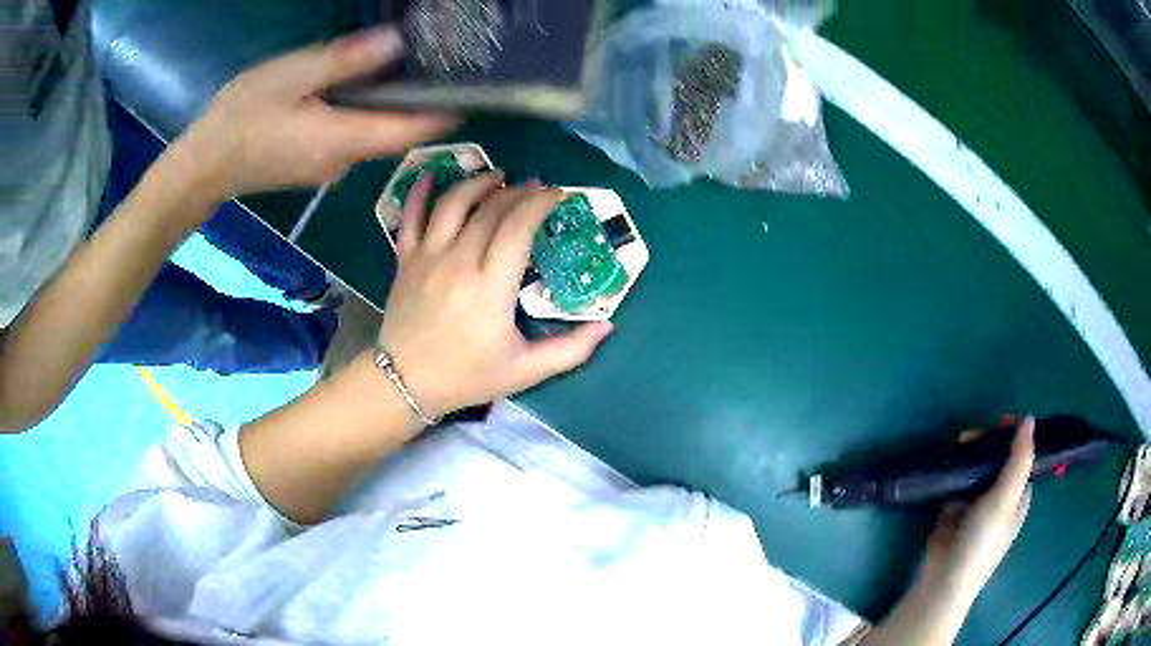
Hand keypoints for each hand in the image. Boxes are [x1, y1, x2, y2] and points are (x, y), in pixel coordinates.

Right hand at [174, 26, 456, 200]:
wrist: (204, 166)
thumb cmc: (243, 117)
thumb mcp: (293, 75)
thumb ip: (346, 61)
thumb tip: (397, 44)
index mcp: (344, 139)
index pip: (409, 130)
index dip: (442, 114)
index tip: (475, 97)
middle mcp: (344, 161)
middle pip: (394, 134)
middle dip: (419, 108)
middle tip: (442, 74)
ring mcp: (327, 169)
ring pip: (371, 137)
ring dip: (390, 112)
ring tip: (407, 77)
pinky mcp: (312, 166)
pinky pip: (349, 141)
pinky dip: (363, 119)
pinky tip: (360, 96)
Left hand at [377, 173, 614, 419]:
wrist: (405, 382)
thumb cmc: (467, 376)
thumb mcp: (525, 371)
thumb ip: (570, 350)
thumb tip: (609, 326)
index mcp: (490, 287)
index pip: (518, 227)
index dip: (540, 203)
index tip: (557, 194)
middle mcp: (458, 261)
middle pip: (491, 210)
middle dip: (518, 192)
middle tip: (535, 188)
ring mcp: (428, 257)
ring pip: (453, 203)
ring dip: (478, 183)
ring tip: (497, 176)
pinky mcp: (405, 259)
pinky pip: (410, 217)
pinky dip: (418, 193)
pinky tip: (430, 176)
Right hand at [921, 416, 1035, 603]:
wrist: (945, 576)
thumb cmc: (982, 540)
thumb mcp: (1006, 498)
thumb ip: (1019, 460)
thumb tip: (1029, 418)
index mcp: (1018, 495)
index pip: (1022, 457)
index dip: (1016, 436)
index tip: (1001, 422)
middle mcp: (1000, 495)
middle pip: (999, 458)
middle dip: (989, 442)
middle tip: (972, 436)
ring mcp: (976, 502)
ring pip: (978, 466)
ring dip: (971, 452)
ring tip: (958, 444)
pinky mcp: (954, 507)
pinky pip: (958, 479)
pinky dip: (955, 467)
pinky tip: (949, 458)